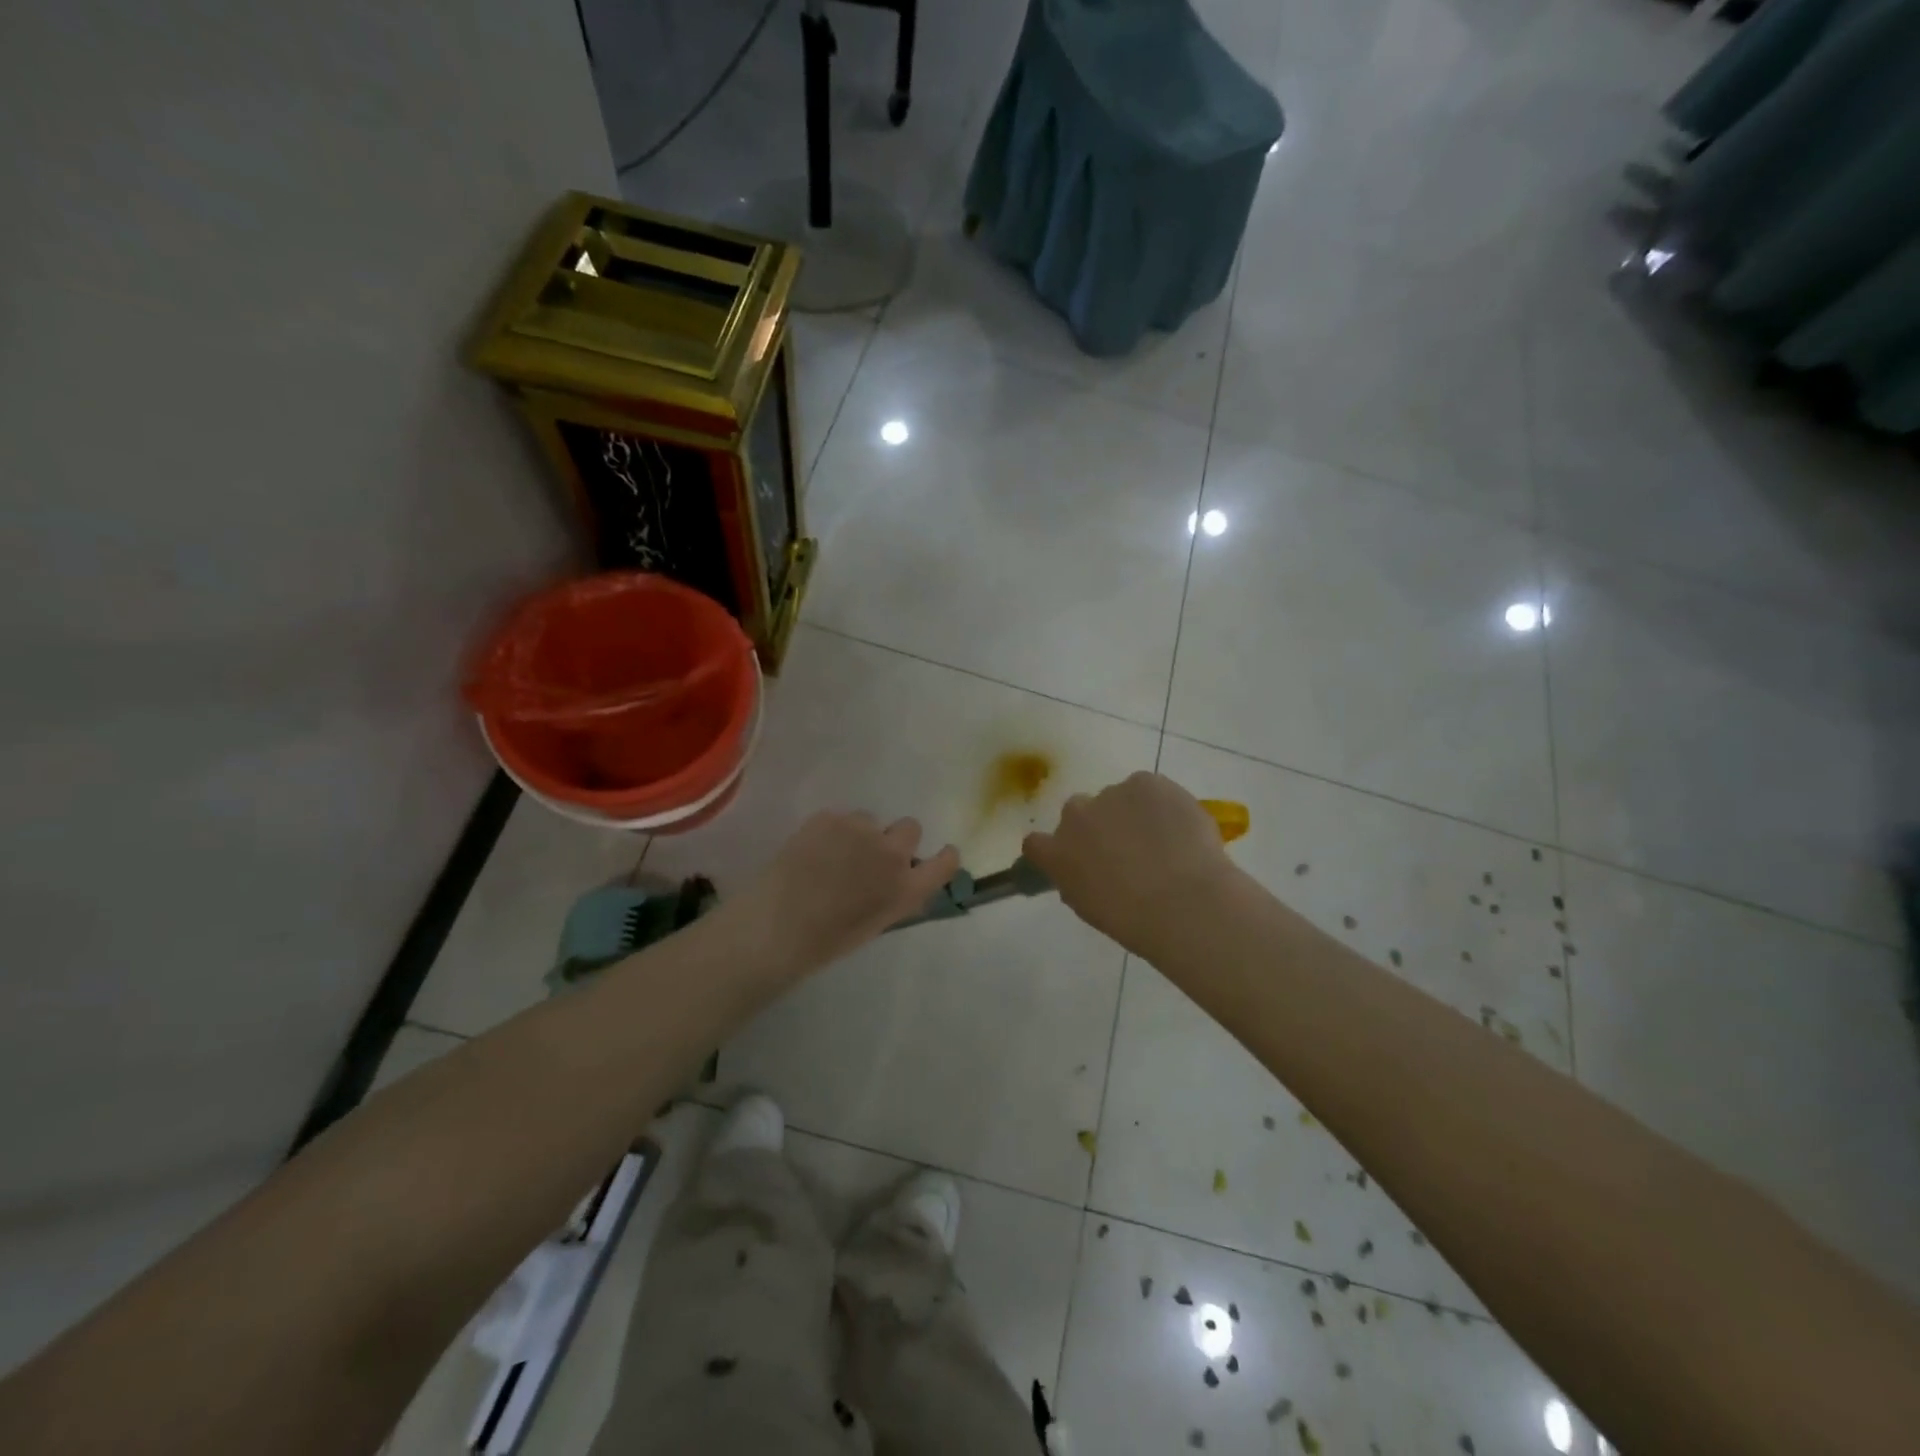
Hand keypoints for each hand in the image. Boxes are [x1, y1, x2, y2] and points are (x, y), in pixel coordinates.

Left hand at [731, 812, 960, 975]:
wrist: (775, 927)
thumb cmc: (825, 941)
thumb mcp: (875, 924)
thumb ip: (895, 896)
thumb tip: (899, 879)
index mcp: (907, 889)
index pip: (946, 862)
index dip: (943, 856)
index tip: (935, 856)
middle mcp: (892, 854)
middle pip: (910, 828)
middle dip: (896, 839)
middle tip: (870, 856)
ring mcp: (860, 830)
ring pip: (870, 820)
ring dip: (859, 834)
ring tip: (832, 855)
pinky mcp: (829, 818)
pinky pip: (839, 818)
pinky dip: (830, 831)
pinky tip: (811, 851)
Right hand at [1023, 772, 1235, 961]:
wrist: (1184, 902)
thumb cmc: (1135, 920)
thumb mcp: (1091, 909)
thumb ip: (1078, 881)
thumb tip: (1087, 871)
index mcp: (1056, 854)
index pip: (1036, 843)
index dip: (1057, 848)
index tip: (1077, 859)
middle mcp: (1075, 816)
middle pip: (1078, 811)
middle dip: (1097, 825)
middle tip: (1126, 849)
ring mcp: (1110, 794)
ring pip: (1118, 798)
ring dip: (1132, 813)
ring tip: (1164, 841)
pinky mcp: (1145, 782)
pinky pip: (1149, 788)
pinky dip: (1161, 803)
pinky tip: (1179, 827)